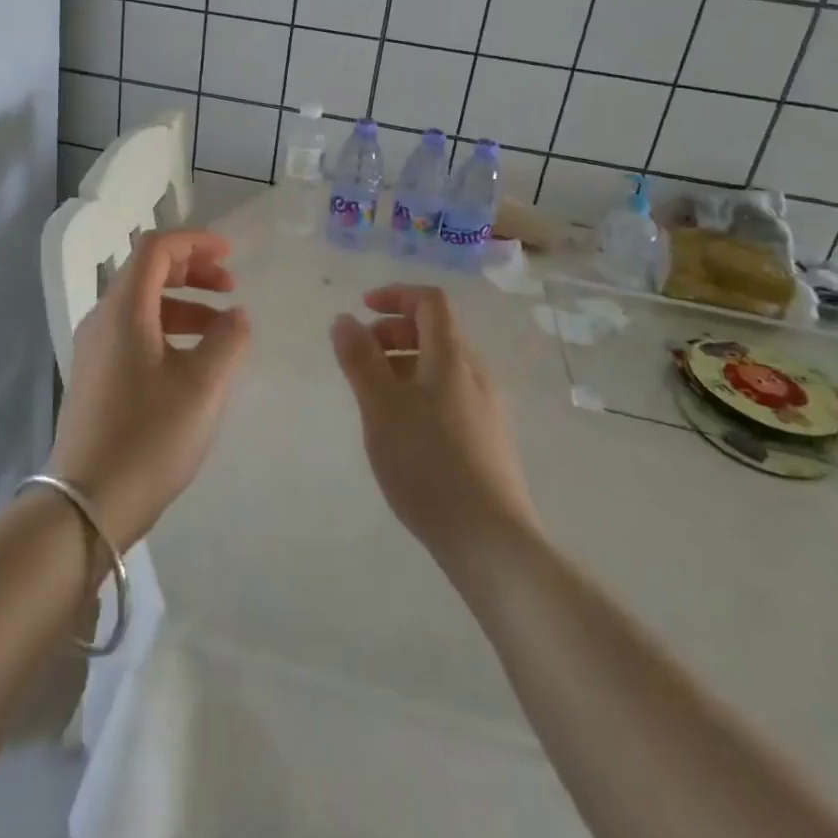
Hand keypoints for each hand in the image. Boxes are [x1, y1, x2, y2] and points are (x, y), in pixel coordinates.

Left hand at [48, 230, 250, 551]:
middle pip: (147, 272)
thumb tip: (236, 315)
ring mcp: (95, 350)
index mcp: (124, 309)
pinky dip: (168, 330)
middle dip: (192, 271)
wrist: (86, 504)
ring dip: (184, 304)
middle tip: (231, 287)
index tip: (231, 254)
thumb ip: (228, 339)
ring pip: (142, 305)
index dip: (195, 242)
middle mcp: (103, 319)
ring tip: (222, 329)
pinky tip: (193, 361)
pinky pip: (134, 333)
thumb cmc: (149, 436)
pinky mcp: (96, 377)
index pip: (156, 248)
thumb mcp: (203, 385)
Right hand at [331, 285, 537, 565]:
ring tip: (374, 395)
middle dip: (394, 332)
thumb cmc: (429, 465)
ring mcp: (487, 409)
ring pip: (441, 366)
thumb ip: (360, 359)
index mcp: (452, 358)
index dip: (396, 295)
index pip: (430, 302)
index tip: (362, 309)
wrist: (492, 542)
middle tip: (360, 356)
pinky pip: (449, 395)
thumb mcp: (381, 407)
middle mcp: (475, 375)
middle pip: (436, 332)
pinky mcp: (488, 441)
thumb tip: (344, 319)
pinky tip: (402, 429)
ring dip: (404, 363)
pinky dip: (419, 390)